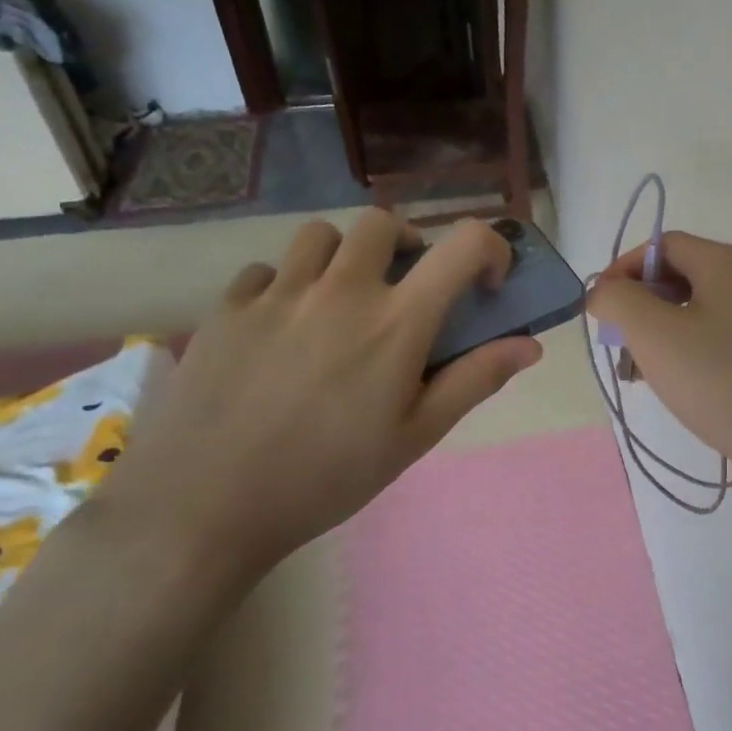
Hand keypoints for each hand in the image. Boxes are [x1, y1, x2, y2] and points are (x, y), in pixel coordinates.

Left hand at [93, 213, 541, 585]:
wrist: (203, 508)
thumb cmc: (327, 477)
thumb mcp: (416, 436)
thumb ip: (475, 380)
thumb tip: (529, 346)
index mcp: (396, 321)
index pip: (463, 245)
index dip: (489, 249)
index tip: (485, 284)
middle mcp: (340, 289)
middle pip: (382, 223)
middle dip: (406, 244)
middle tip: (404, 287)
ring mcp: (277, 293)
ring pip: (320, 236)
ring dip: (345, 257)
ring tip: (340, 301)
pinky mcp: (226, 308)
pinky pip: (265, 271)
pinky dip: (286, 285)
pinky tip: (282, 329)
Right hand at [587, 232, 731, 474]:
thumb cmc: (719, 380)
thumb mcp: (653, 333)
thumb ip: (617, 300)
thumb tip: (604, 291)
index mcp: (727, 262)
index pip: (663, 245)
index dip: (623, 269)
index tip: (600, 308)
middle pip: (680, 275)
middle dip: (640, 306)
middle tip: (618, 344)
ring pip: (697, 309)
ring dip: (660, 332)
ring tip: (639, 372)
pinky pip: (718, 335)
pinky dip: (688, 349)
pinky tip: (675, 383)